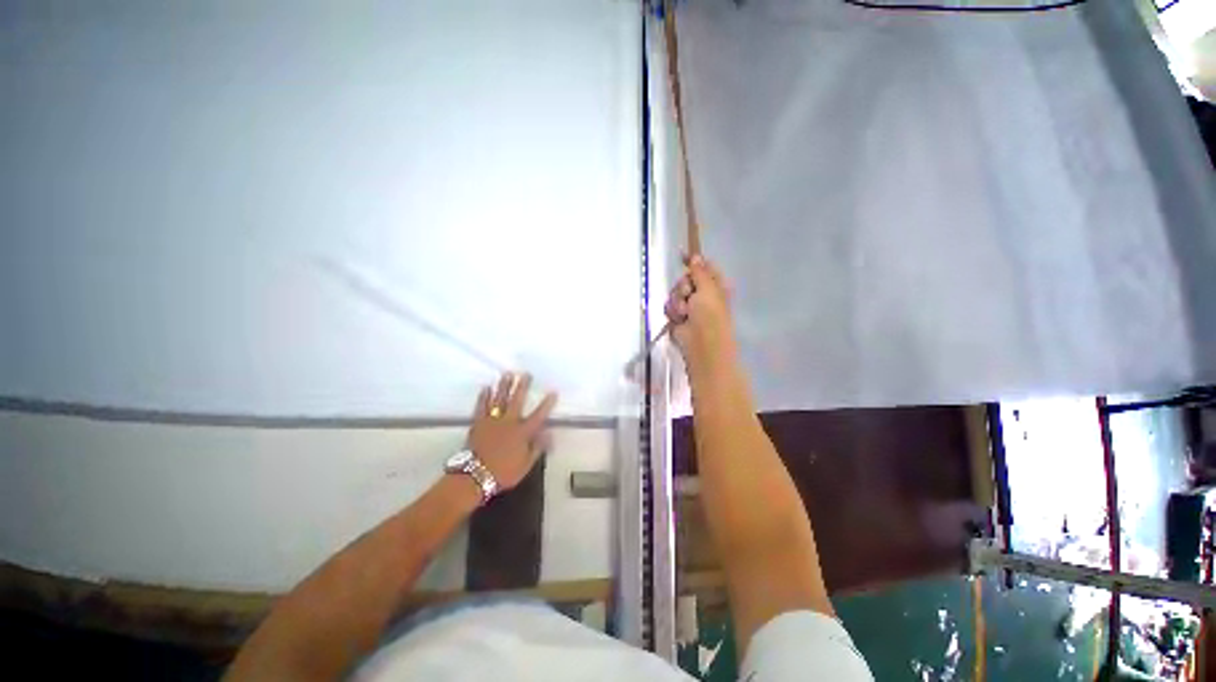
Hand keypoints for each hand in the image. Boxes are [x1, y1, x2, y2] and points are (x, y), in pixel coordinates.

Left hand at [468, 373, 557, 489]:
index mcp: (522, 432)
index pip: (539, 415)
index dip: (547, 404)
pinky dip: (484, 396)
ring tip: (507, 374)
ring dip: (504, 386)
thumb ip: (537, 448)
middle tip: (526, 374)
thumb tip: (549, 433)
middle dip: (522, 386)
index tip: (553, 392)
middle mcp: (509, 422)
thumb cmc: (503, 472)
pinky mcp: (478, 423)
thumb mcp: (526, 465)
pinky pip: (481, 406)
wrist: (474, 476)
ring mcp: (492, 421)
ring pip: (499, 399)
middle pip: (517, 400)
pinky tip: (486, 388)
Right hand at [664, 255, 737, 371]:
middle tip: (688, 294)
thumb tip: (695, 256)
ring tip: (684, 312)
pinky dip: (673, 312)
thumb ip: (700, 271)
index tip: (683, 256)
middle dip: (683, 286)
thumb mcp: (708, 288)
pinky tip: (679, 319)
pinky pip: (670, 306)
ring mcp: (689, 307)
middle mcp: (702, 295)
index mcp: (715, 286)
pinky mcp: (678, 317)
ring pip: (675, 293)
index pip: (703, 268)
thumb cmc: (710, 315)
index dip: (694, 262)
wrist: (701, 343)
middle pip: (685, 279)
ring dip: (677, 301)